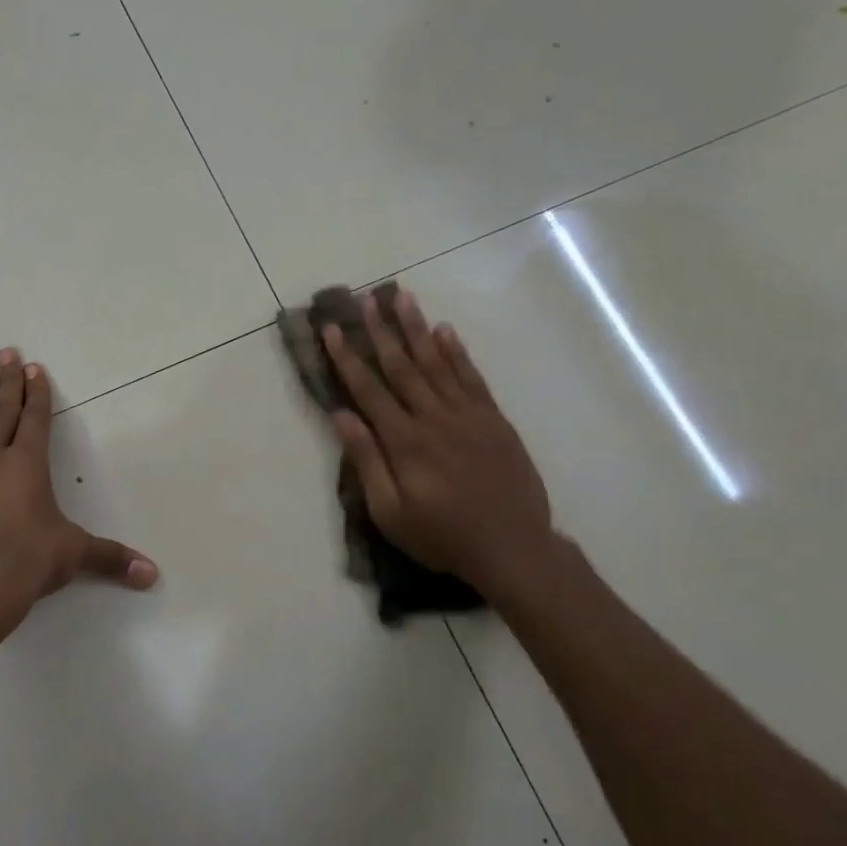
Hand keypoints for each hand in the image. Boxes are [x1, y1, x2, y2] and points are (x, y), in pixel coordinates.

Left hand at [0, 347, 157, 640]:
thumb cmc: (26, 562)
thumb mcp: (73, 555)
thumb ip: (111, 558)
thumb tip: (152, 574)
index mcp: (27, 464)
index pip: (35, 419)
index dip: (37, 392)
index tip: (34, 367)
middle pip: (2, 412)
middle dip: (7, 382)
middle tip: (4, 353)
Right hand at [322, 291, 557, 599]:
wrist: (513, 548)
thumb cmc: (442, 536)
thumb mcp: (390, 512)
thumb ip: (366, 462)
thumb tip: (341, 416)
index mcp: (404, 441)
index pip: (368, 389)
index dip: (347, 357)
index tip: (332, 329)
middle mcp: (434, 418)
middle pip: (401, 366)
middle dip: (380, 330)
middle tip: (366, 297)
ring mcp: (468, 415)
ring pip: (436, 362)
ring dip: (416, 328)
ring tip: (402, 297)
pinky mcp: (493, 419)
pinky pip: (471, 377)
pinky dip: (457, 351)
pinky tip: (444, 330)